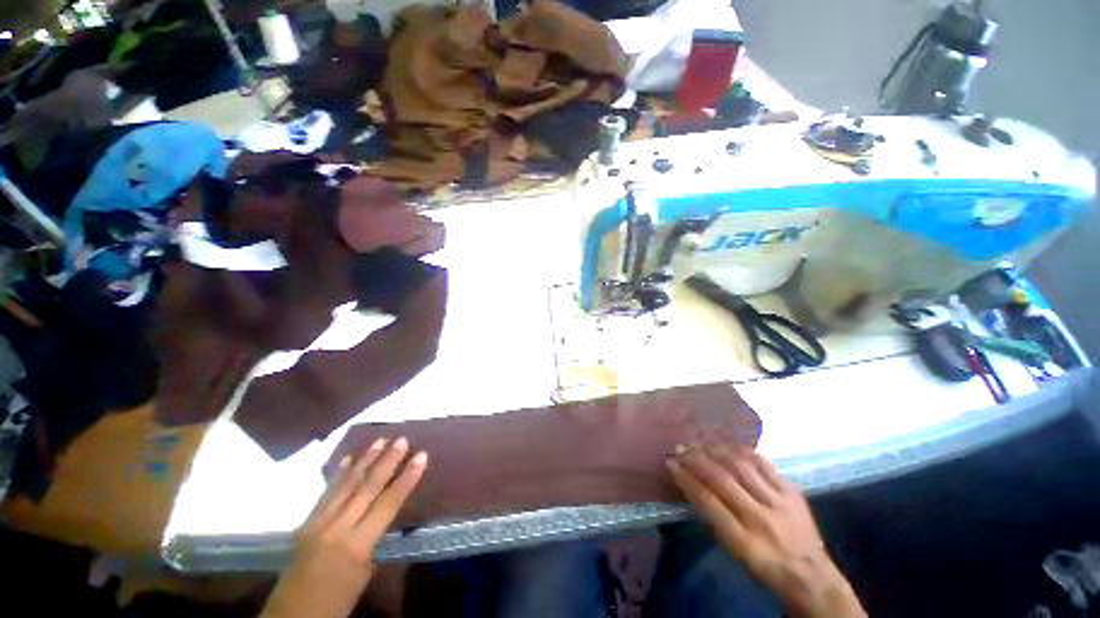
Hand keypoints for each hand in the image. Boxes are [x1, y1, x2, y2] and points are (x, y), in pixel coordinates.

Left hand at [261, 438, 426, 617]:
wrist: (291, 617)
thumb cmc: (336, 602)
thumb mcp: (364, 575)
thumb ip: (373, 541)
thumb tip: (381, 516)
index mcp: (357, 545)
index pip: (388, 503)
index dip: (407, 478)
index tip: (421, 456)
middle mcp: (337, 528)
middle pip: (367, 488)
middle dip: (387, 461)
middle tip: (402, 440)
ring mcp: (318, 523)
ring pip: (346, 485)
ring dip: (365, 460)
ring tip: (380, 440)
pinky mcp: (306, 523)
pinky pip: (326, 493)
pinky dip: (339, 474)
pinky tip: (348, 459)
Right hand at [667, 446, 865, 617]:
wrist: (813, 575)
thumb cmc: (766, 568)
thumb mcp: (735, 553)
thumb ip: (714, 519)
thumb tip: (692, 486)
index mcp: (743, 541)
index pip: (707, 501)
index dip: (685, 479)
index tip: (670, 464)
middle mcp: (761, 518)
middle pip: (722, 479)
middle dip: (696, 459)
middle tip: (680, 448)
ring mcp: (779, 502)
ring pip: (741, 466)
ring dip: (715, 450)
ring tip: (700, 444)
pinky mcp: (792, 491)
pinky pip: (763, 463)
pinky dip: (741, 451)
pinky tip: (728, 447)